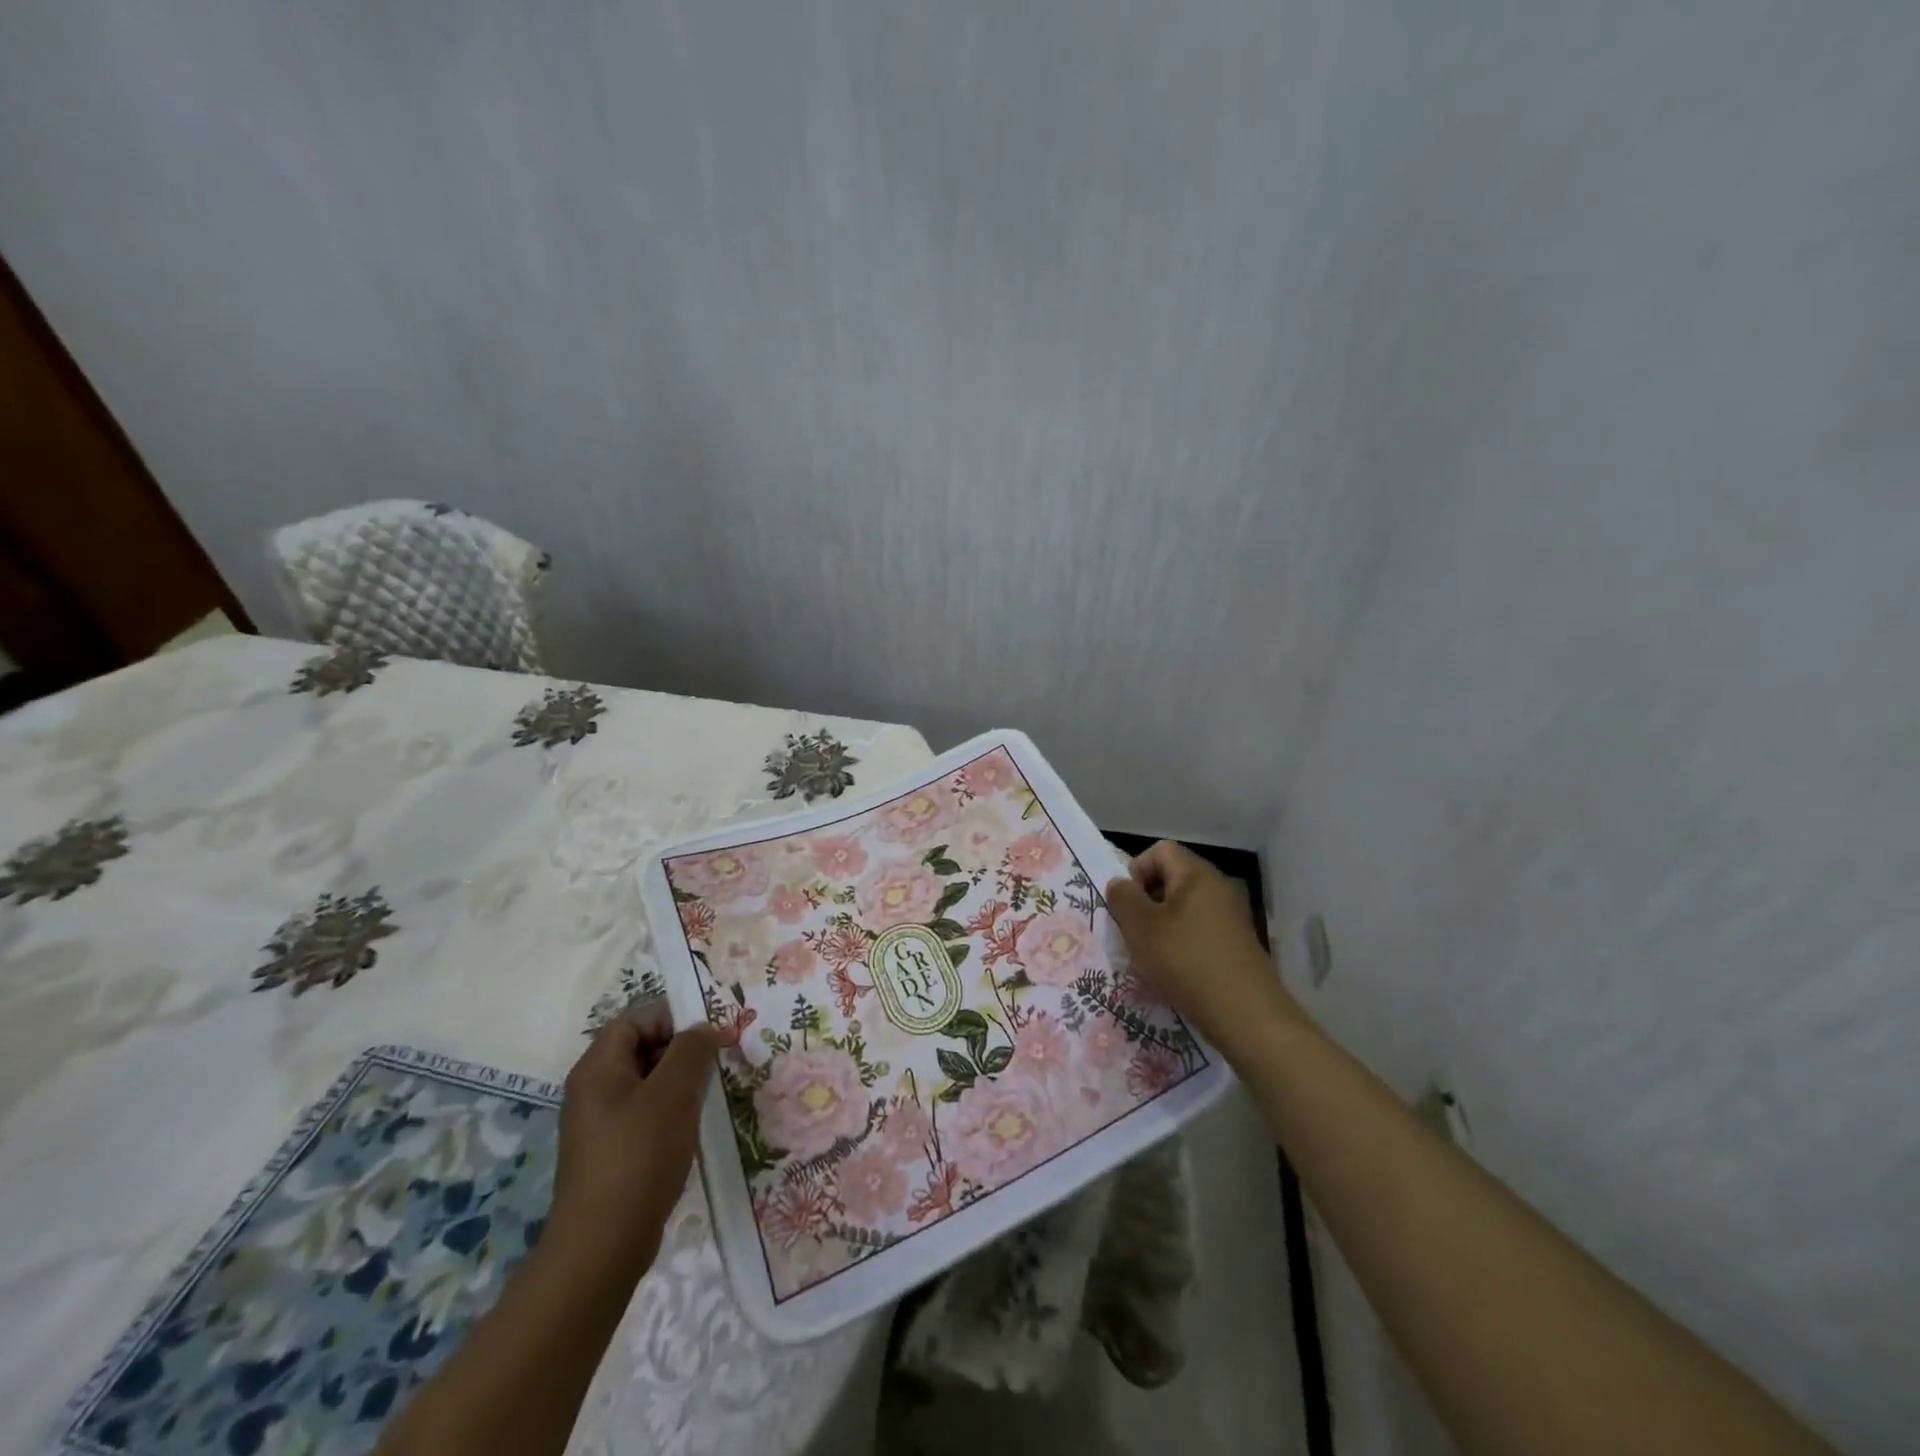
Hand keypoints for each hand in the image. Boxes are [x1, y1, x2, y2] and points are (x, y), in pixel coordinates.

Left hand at [552, 1005, 719, 1274]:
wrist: (602, 1248)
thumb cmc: (639, 1156)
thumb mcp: (673, 1093)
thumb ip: (692, 1049)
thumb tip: (706, 1029)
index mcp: (598, 1066)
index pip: (639, 1017)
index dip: (675, 1017)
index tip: (711, 1036)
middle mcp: (593, 1088)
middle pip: (643, 1046)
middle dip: (683, 1049)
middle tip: (718, 1063)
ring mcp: (600, 1123)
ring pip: (648, 1081)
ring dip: (681, 1082)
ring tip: (711, 1095)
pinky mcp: (612, 1152)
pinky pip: (646, 1113)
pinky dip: (672, 1111)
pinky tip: (693, 1128)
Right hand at [1104, 840, 1300, 1047]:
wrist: (1245, 1014)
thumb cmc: (1186, 961)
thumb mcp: (1140, 927)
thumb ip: (1123, 898)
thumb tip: (1121, 884)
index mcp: (1196, 874)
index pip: (1159, 850)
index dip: (1136, 871)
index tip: (1128, 906)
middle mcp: (1218, 888)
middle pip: (1171, 879)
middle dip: (1146, 903)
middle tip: (1134, 934)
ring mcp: (1230, 917)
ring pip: (1183, 909)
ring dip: (1161, 928)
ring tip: (1151, 958)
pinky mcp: (1236, 945)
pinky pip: (1199, 932)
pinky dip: (1181, 946)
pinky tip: (1174, 973)